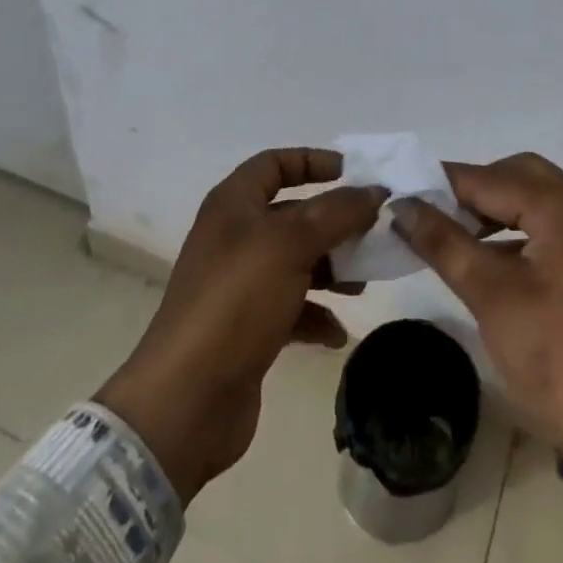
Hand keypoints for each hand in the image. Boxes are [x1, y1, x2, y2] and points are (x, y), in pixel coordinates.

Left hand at [94, 149, 384, 503]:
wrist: (187, 401)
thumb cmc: (237, 301)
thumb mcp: (292, 244)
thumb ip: (338, 212)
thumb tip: (375, 191)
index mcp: (233, 205)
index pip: (274, 163)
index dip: (313, 161)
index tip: (353, 173)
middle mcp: (234, 238)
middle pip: (292, 215)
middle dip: (333, 223)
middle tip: (373, 233)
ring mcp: (239, 285)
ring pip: (296, 262)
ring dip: (331, 269)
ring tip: (362, 284)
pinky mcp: (246, 329)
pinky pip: (291, 308)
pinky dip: (316, 315)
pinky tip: (337, 333)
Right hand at [392, 154, 562, 491]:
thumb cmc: (558, 360)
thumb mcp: (491, 297)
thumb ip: (445, 243)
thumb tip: (403, 206)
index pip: (490, 178)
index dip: (444, 183)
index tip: (404, 193)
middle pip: (520, 175)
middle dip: (475, 189)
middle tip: (435, 213)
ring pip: (538, 199)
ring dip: (498, 208)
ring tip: (458, 235)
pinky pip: (555, 225)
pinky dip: (522, 229)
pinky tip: (496, 259)